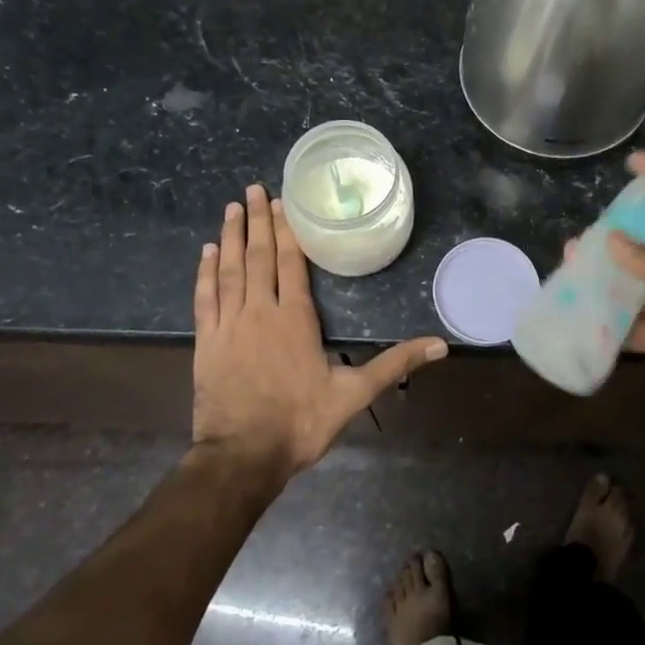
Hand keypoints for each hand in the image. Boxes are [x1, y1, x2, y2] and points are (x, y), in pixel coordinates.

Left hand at [193, 184, 447, 478]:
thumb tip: (440, 346)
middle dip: (258, 220)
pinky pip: (204, 297)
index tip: (283, 201)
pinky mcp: (207, 341)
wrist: (242, 456)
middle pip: (259, 256)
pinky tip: (206, 251)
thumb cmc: (300, 422)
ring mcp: (229, 324)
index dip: (286, 230)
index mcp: (295, 318)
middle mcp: (260, 310)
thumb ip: (395, 364)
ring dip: (231, 236)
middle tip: (254, 189)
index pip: (290, 262)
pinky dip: (205, 272)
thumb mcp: (354, 394)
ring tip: (234, 207)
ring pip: (229, 269)